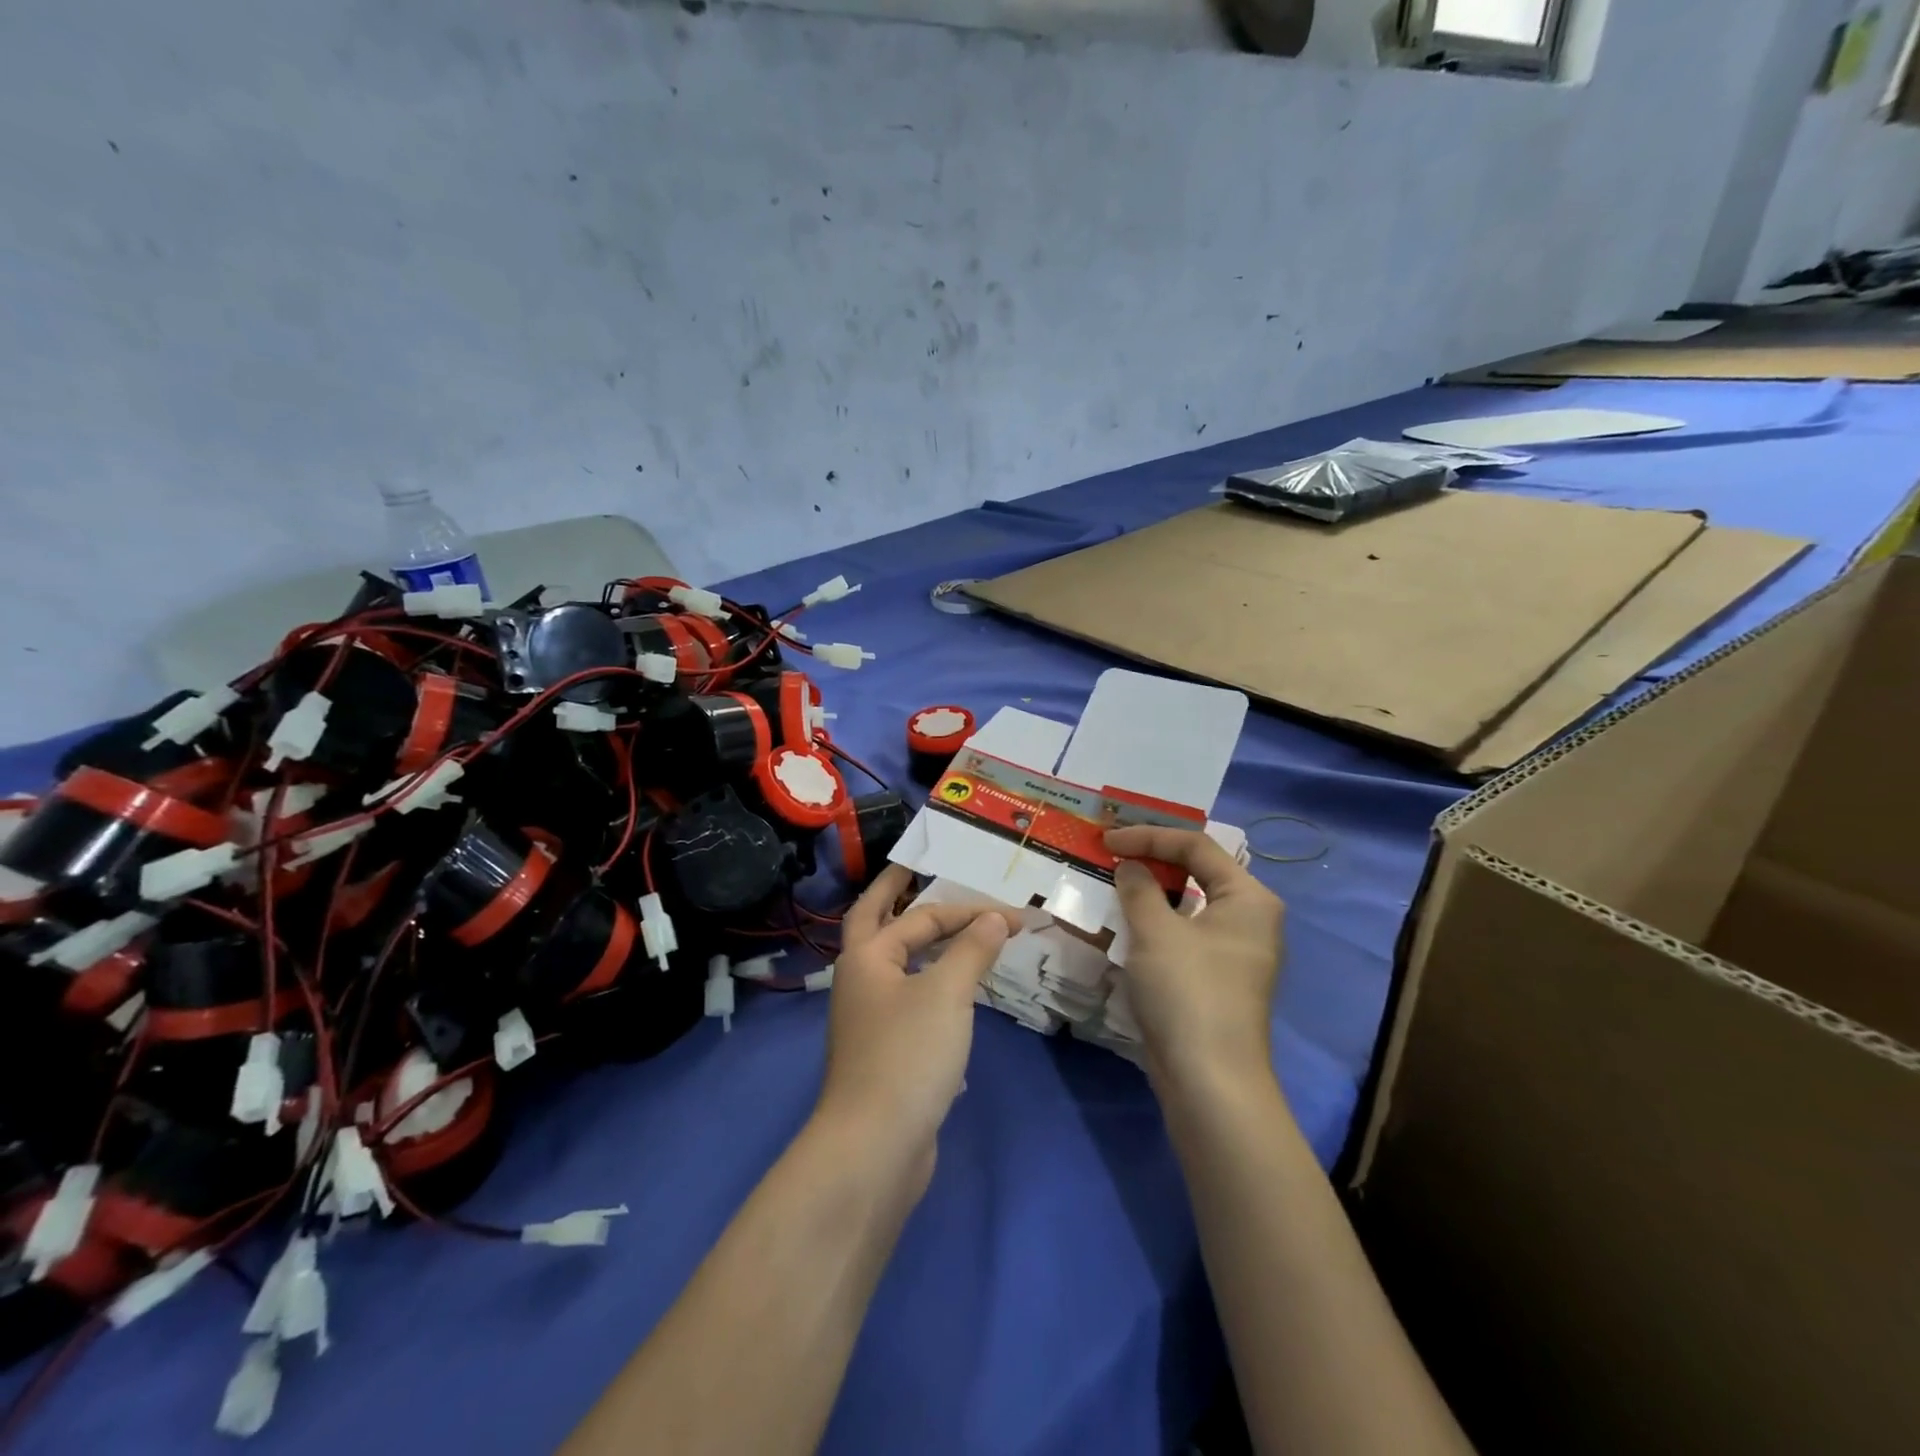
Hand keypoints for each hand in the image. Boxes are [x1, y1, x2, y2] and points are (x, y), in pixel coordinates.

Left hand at [813, 865, 1011, 1189]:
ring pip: (895, 968)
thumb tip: (993, 918)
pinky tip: (956, 1002)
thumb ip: (972, 950)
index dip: (967, 910)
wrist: (875, 1148)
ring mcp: (869, 1020)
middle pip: (876, 923)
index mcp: (867, 957)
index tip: (1014, 916)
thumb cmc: (908, 1055)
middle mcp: (861, 981)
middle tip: (913, 870)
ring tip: (951, 933)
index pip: (920, 917)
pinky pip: (908, 1007)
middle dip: (894, 895)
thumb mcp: (947, 993)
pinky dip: (930, 992)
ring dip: (920, 947)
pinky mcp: (884, 1055)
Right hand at [1105, 826, 1285, 1097]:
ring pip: (1186, 907)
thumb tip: (1130, 867)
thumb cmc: (1188, 991)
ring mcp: (1234, 952)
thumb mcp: (1155, 931)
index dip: (1149, 836)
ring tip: (1111, 885)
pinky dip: (1153, 926)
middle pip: (1195, 873)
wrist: (1210, 1082)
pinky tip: (1122, 927)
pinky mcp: (1215, 980)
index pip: (1196, 846)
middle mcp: (1249, 919)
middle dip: (1150, 861)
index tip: (1107, 840)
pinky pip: (1182, 936)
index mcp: (1248, 897)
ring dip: (1148, 894)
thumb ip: (1139, 888)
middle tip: (1110, 854)